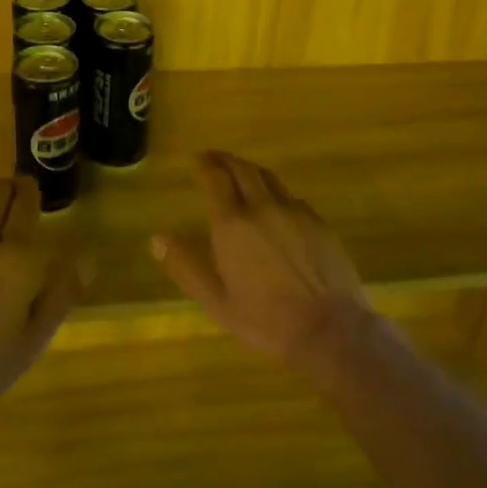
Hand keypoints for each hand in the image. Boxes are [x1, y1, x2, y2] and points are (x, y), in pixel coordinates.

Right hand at [149, 152, 376, 377]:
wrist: (329, 328)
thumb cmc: (266, 319)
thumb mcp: (216, 302)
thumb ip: (186, 267)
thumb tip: (157, 239)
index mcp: (233, 224)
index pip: (215, 179)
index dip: (204, 165)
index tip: (196, 159)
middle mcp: (263, 208)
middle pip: (243, 170)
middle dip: (225, 160)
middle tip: (214, 159)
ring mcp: (295, 212)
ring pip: (269, 178)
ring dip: (250, 171)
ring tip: (241, 174)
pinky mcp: (319, 223)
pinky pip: (291, 197)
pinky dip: (275, 192)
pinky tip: (275, 206)